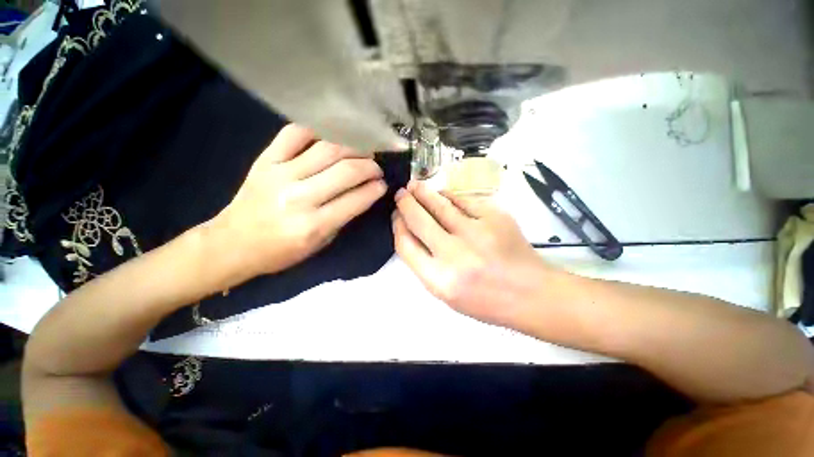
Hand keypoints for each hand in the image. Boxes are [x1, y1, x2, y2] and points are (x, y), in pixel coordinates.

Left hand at [207, 124, 386, 284]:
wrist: (233, 243)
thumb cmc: (282, 251)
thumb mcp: (321, 243)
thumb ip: (345, 216)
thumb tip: (366, 192)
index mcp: (314, 225)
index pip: (356, 199)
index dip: (376, 189)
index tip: (383, 184)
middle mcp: (299, 197)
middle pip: (346, 170)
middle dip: (369, 166)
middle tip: (376, 168)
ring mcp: (280, 174)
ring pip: (327, 149)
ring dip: (352, 148)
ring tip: (361, 152)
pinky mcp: (264, 160)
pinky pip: (294, 134)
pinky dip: (317, 132)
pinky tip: (330, 140)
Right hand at [393, 181, 557, 326]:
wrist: (530, 294)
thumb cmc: (485, 300)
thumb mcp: (446, 293)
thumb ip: (425, 264)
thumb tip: (411, 232)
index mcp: (439, 280)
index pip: (406, 245)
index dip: (398, 226)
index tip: (396, 217)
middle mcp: (454, 255)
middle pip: (419, 220)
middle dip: (406, 204)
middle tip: (401, 194)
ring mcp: (476, 232)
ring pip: (440, 205)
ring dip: (424, 193)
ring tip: (415, 186)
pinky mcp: (494, 217)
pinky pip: (464, 200)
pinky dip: (450, 196)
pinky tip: (444, 194)